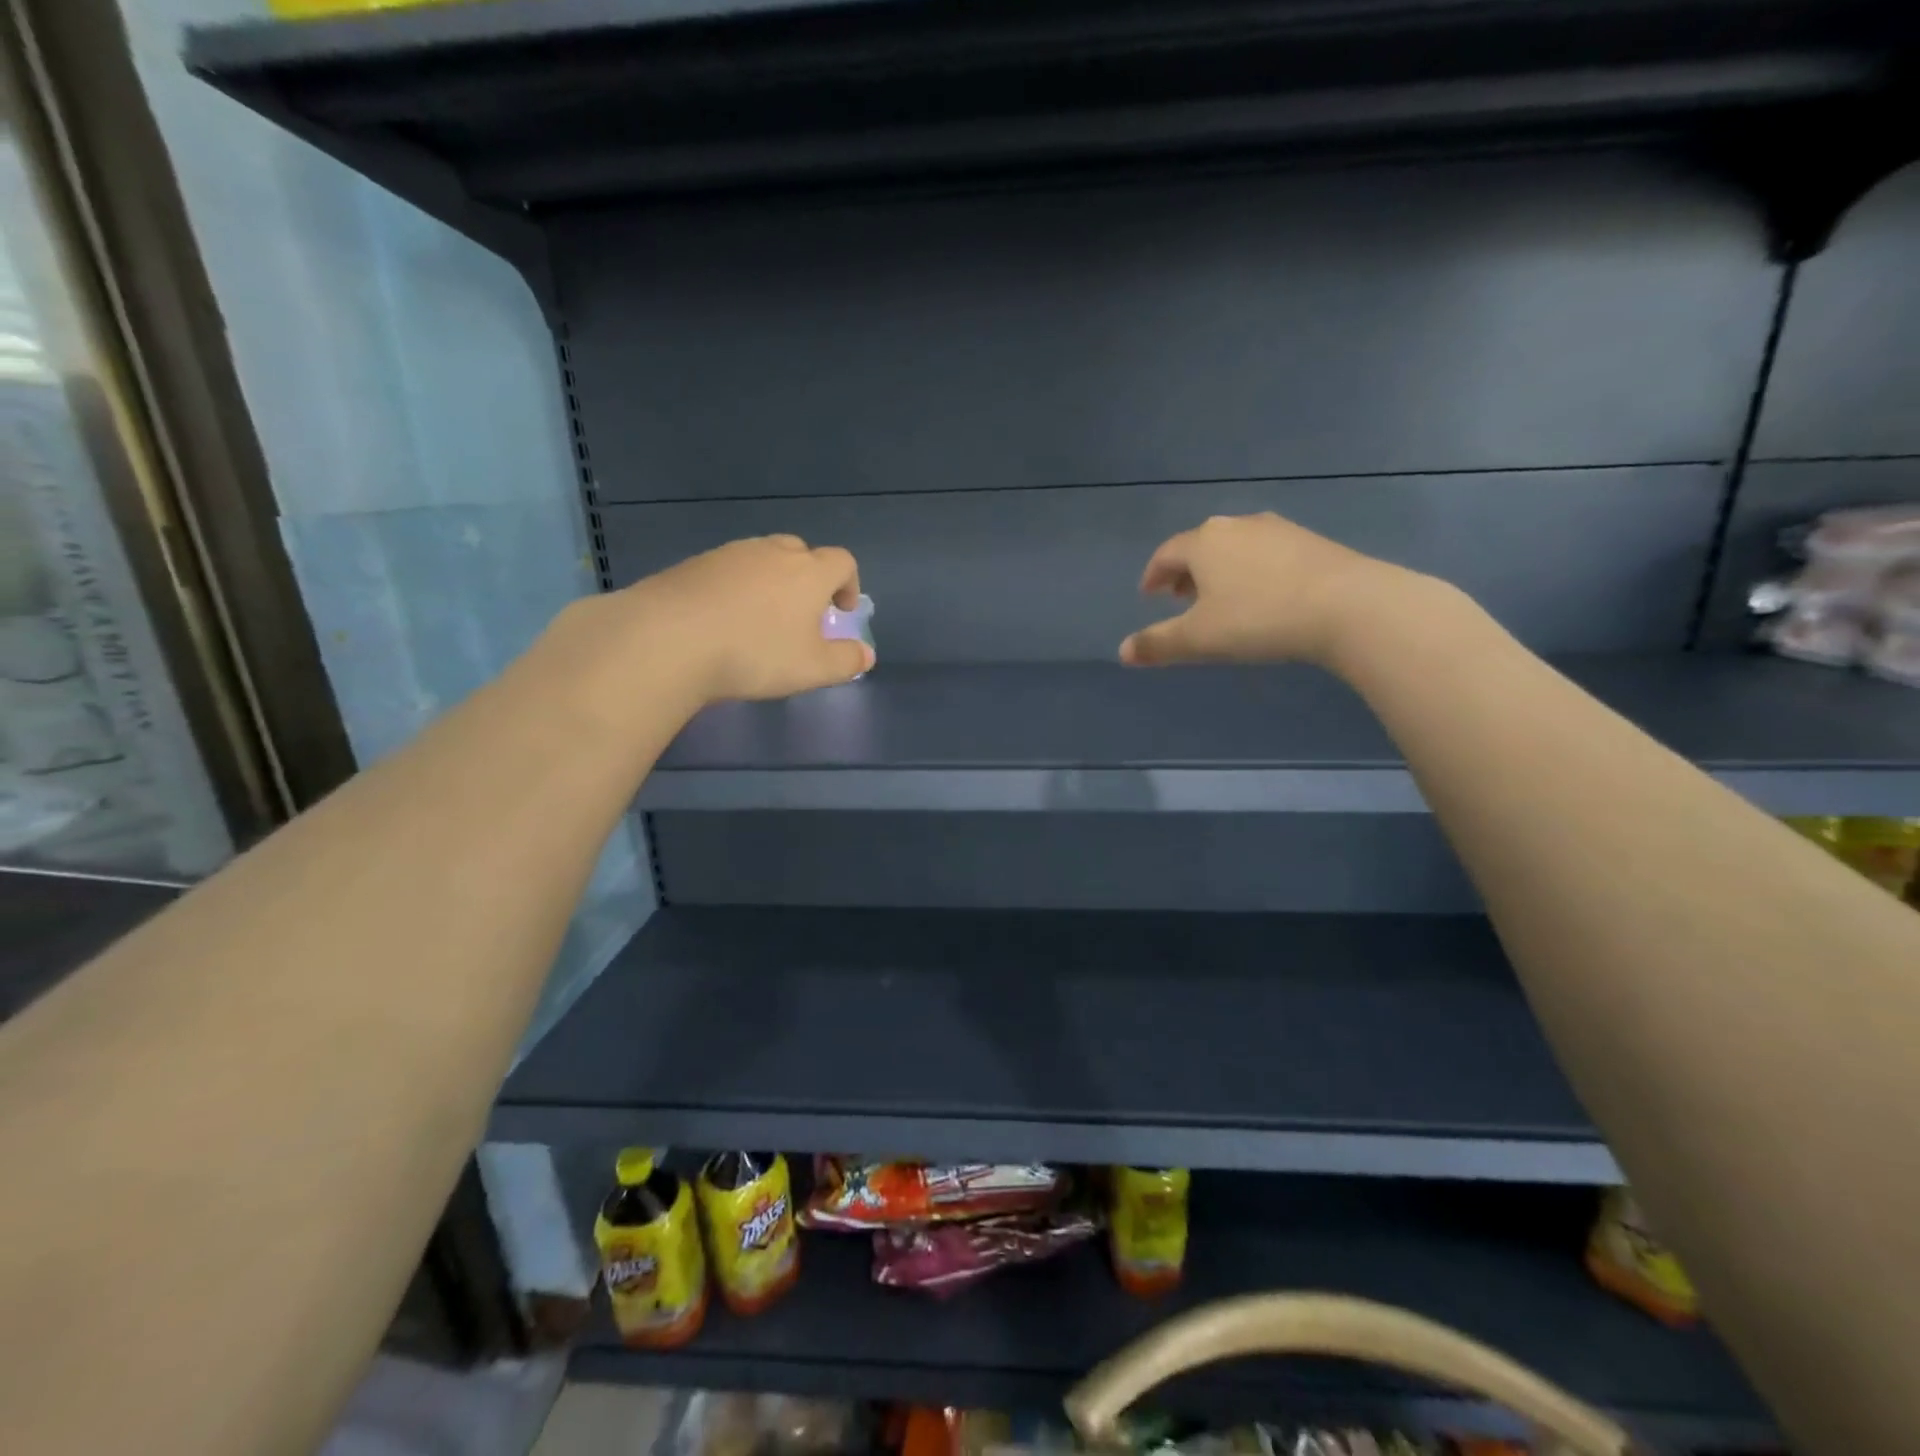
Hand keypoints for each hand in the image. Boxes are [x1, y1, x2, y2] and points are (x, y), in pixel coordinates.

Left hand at [618, 534, 873, 702]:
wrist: (668, 639)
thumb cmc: (755, 654)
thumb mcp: (812, 669)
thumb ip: (845, 661)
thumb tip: (866, 654)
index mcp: (808, 572)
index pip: (842, 562)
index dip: (849, 584)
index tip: (841, 611)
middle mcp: (771, 553)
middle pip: (801, 552)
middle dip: (809, 577)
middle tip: (802, 613)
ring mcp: (729, 554)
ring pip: (761, 558)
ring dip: (770, 581)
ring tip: (760, 619)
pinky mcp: (693, 564)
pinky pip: (727, 570)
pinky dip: (735, 588)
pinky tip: (722, 620)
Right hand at [1119, 513, 1402, 668]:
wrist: (1347, 605)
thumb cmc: (1258, 619)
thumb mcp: (1199, 639)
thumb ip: (1158, 644)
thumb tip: (1122, 652)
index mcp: (1203, 543)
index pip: (1166, 554)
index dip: (1153, 575)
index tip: (1150, 595)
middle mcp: (1236, 526)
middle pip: (1199, 546)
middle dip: (1185, 572)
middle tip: (1180, 599)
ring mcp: (1277, 529)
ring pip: (1234, 547)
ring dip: (1219, 570)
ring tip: (1220, 598)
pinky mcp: (1310, 540)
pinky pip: (1265, 552)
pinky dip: (1251, 570)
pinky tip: (1263, 595)